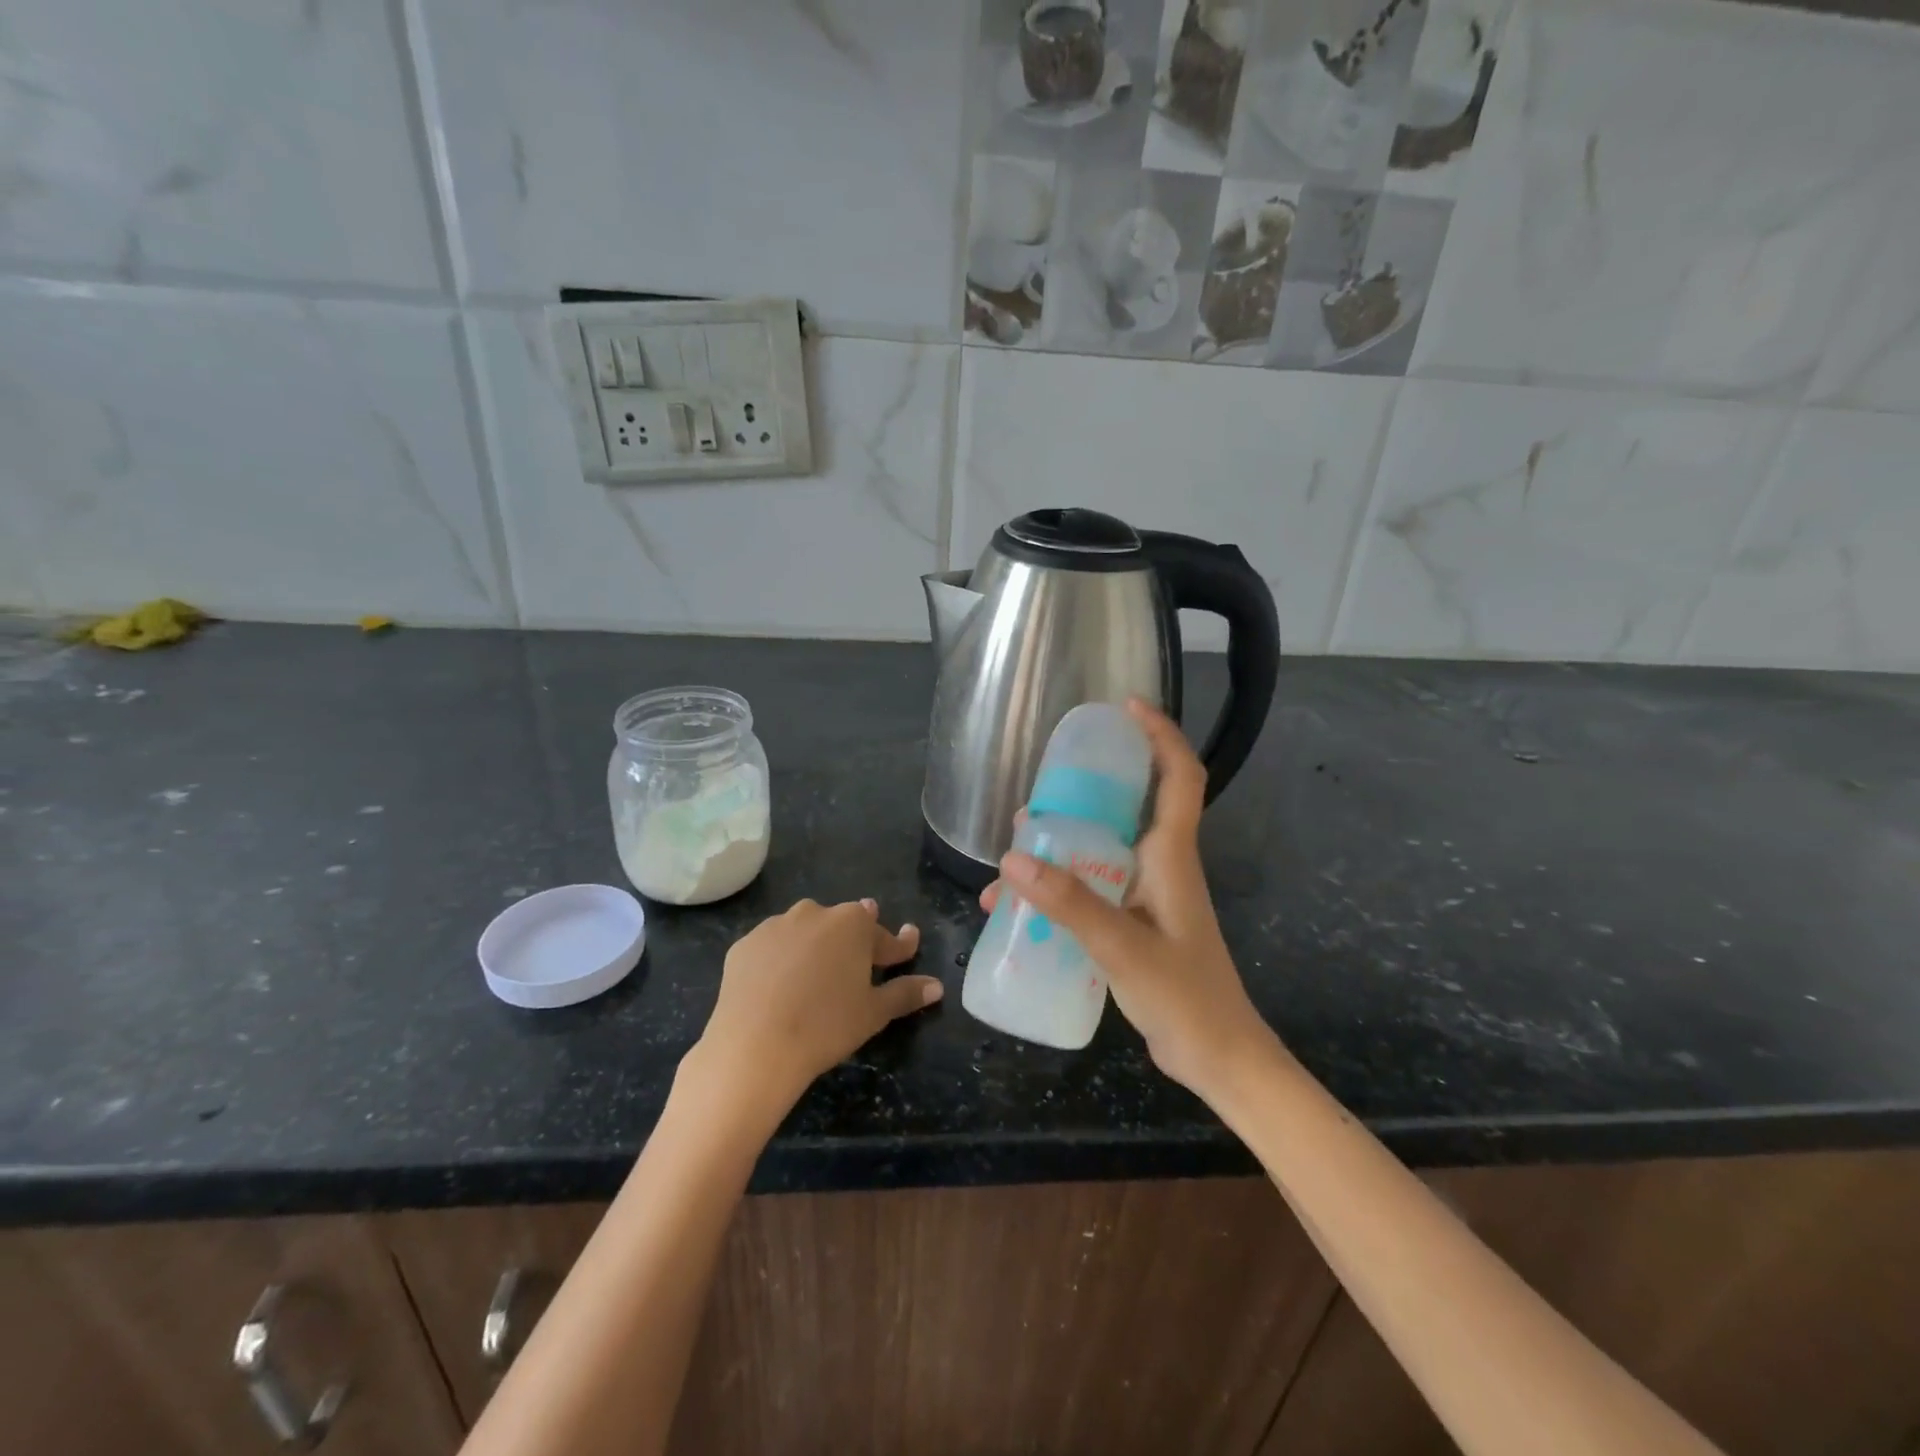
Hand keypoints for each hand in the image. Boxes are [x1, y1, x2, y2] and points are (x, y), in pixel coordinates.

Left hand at [689, 899, 942, 1121]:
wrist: (753, 1047)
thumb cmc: (825, 1026)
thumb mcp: (873, 1013)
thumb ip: (905, 993)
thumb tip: (937, 986)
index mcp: (853, 924)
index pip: (885, 936)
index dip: (899, 947)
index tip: (908, 946)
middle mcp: (815, 912)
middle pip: (843, 925)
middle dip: (854, 941)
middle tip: (858, 966)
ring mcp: (776, 925)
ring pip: (805, 931)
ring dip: (815, 947)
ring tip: (815, 977)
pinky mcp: (744, 944)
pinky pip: (772, 947)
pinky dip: (780, 960)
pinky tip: (779, 986)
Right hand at [981, 700, 1275, 1098]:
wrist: (1220, 1060)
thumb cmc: (1186, 998)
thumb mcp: (1122, 947)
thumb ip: (1070, 904)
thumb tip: (1012, 859)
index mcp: (1171, 856)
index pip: (1178, 776)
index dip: (1160, 735)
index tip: (1125, 707)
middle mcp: (1161, 866)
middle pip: (1128, 807)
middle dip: (1086, 790)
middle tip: (1040, 788)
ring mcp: (1148, 897)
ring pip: (1103, 850)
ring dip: (1063, 846)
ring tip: (1014, 853)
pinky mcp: (1135, 924)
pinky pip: (1093, 889)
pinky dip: (1060, 890)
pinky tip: (1020, 910)